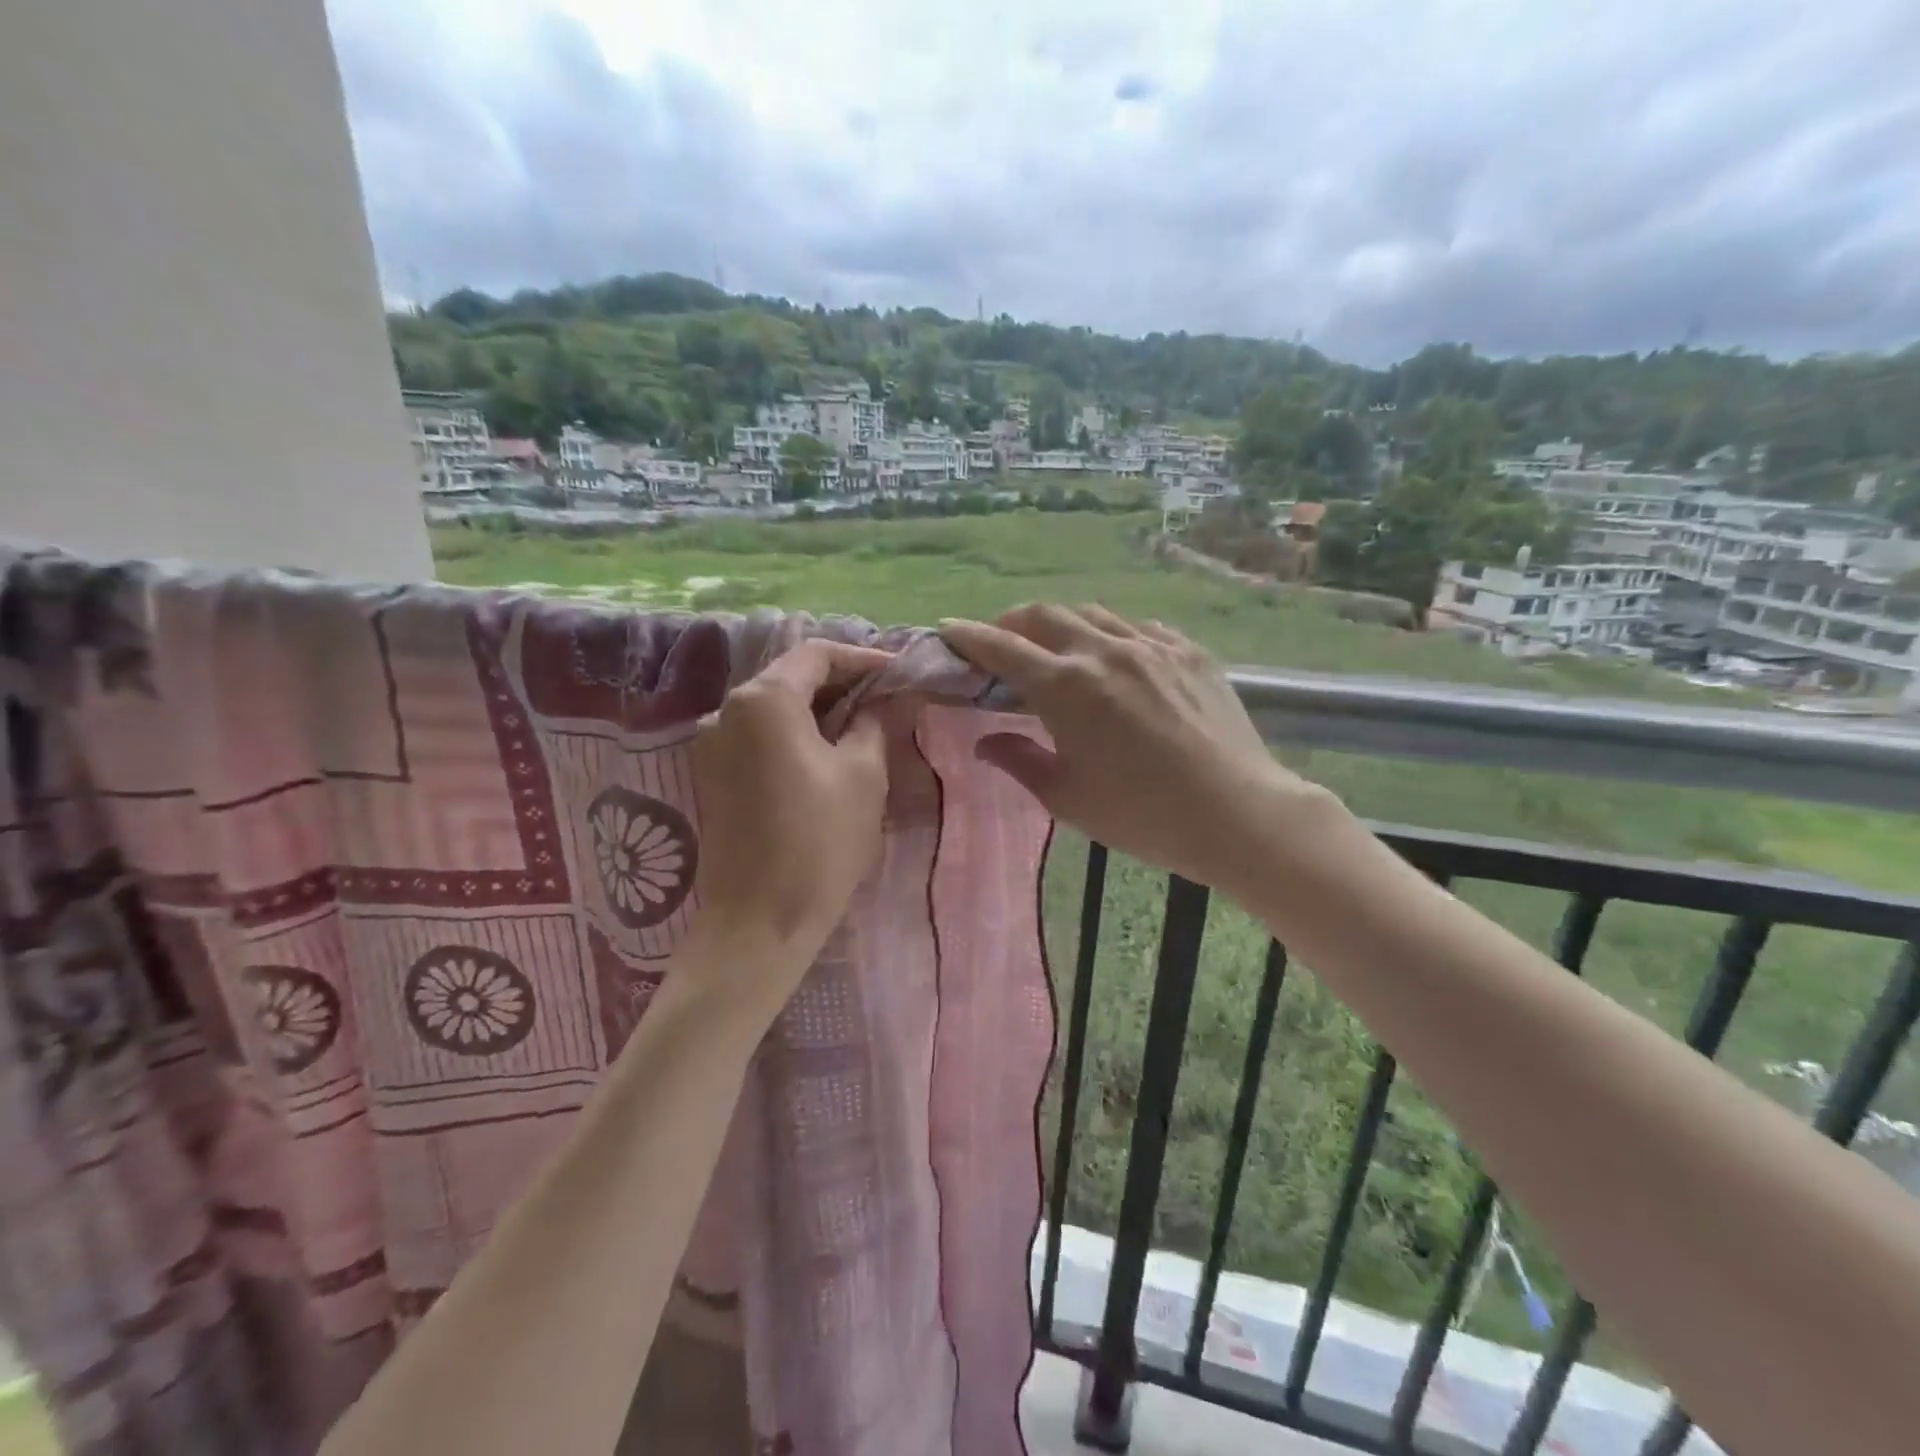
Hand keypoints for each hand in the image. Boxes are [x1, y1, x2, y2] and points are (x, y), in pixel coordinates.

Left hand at [688, 640, 893, 996]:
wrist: (758, 922)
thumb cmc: (819, 842)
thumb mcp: (862, 775)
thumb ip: (873, 723)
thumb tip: (884, 700)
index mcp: (763, 700)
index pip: (817, 654)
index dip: (863, 659)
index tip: (900, 673)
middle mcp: (726, 710)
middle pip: (791, 677)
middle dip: (841, 683)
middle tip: (887, 698)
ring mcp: (712, 744)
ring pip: (774, 708)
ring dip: (819, 709)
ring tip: (864, 725)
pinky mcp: (712, 775)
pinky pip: (759, 736)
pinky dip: (795, 734)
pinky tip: (828, 752)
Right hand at [940, 605, 1332, 899]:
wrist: (1237, 813)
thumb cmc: (1142, 816)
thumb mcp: (1067, 798)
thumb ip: (1019, 761)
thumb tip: (986, 742)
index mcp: (1066, 687)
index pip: (1003, 648)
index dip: (969, 637)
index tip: (948, 631)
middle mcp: (1104, 651)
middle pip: (1044, 615)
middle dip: (1012, 622)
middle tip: (1002, 644)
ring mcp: (1152, 646)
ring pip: (1093, 613)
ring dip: (1063, 624)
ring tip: (1058, 648)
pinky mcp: (1189, 652)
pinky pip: (1140, 628)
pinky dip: (1113, 635)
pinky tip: (1117, 658)